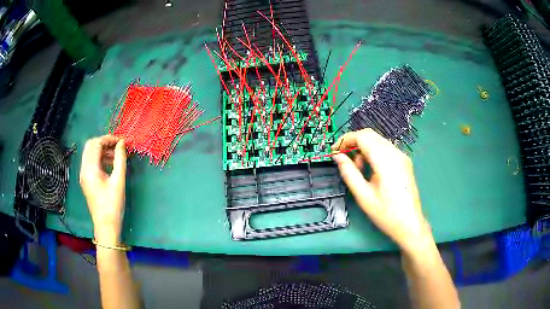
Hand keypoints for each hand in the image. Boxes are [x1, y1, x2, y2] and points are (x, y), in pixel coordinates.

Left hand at [79, 135, 126, 244]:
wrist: (106, 226)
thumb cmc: (113, 204)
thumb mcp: (118, 181)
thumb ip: (120, 159)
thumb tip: (122, 143)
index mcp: (90, 169)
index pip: (96, 144)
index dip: (108, 139)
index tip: (121, 141)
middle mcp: (84, 169)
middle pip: (90, 146)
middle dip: (103, 142)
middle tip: (117, 146)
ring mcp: (83, 175)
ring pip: (90, 154)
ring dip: (101, 150)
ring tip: (115, 155)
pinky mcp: (86, 180)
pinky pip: (90, 162)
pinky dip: (99, 158)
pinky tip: (110, 164)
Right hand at [332, 129, 430, 253]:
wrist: (410, 224)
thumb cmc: (386, 213)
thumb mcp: (363, 195)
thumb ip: (349, 173)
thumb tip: (338, 157)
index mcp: (386, 160)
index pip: (363, 137)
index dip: (345, 140)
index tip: (334, 151)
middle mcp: (395, 153)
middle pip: (370, 135)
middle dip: (353, 143)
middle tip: (343, 159)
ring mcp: (402, 156)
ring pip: (378, 141)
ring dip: (363, 148)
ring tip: (358, 170)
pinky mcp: (404, 162)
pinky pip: (385, 149)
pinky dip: (373, 153)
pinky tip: (371, 170)